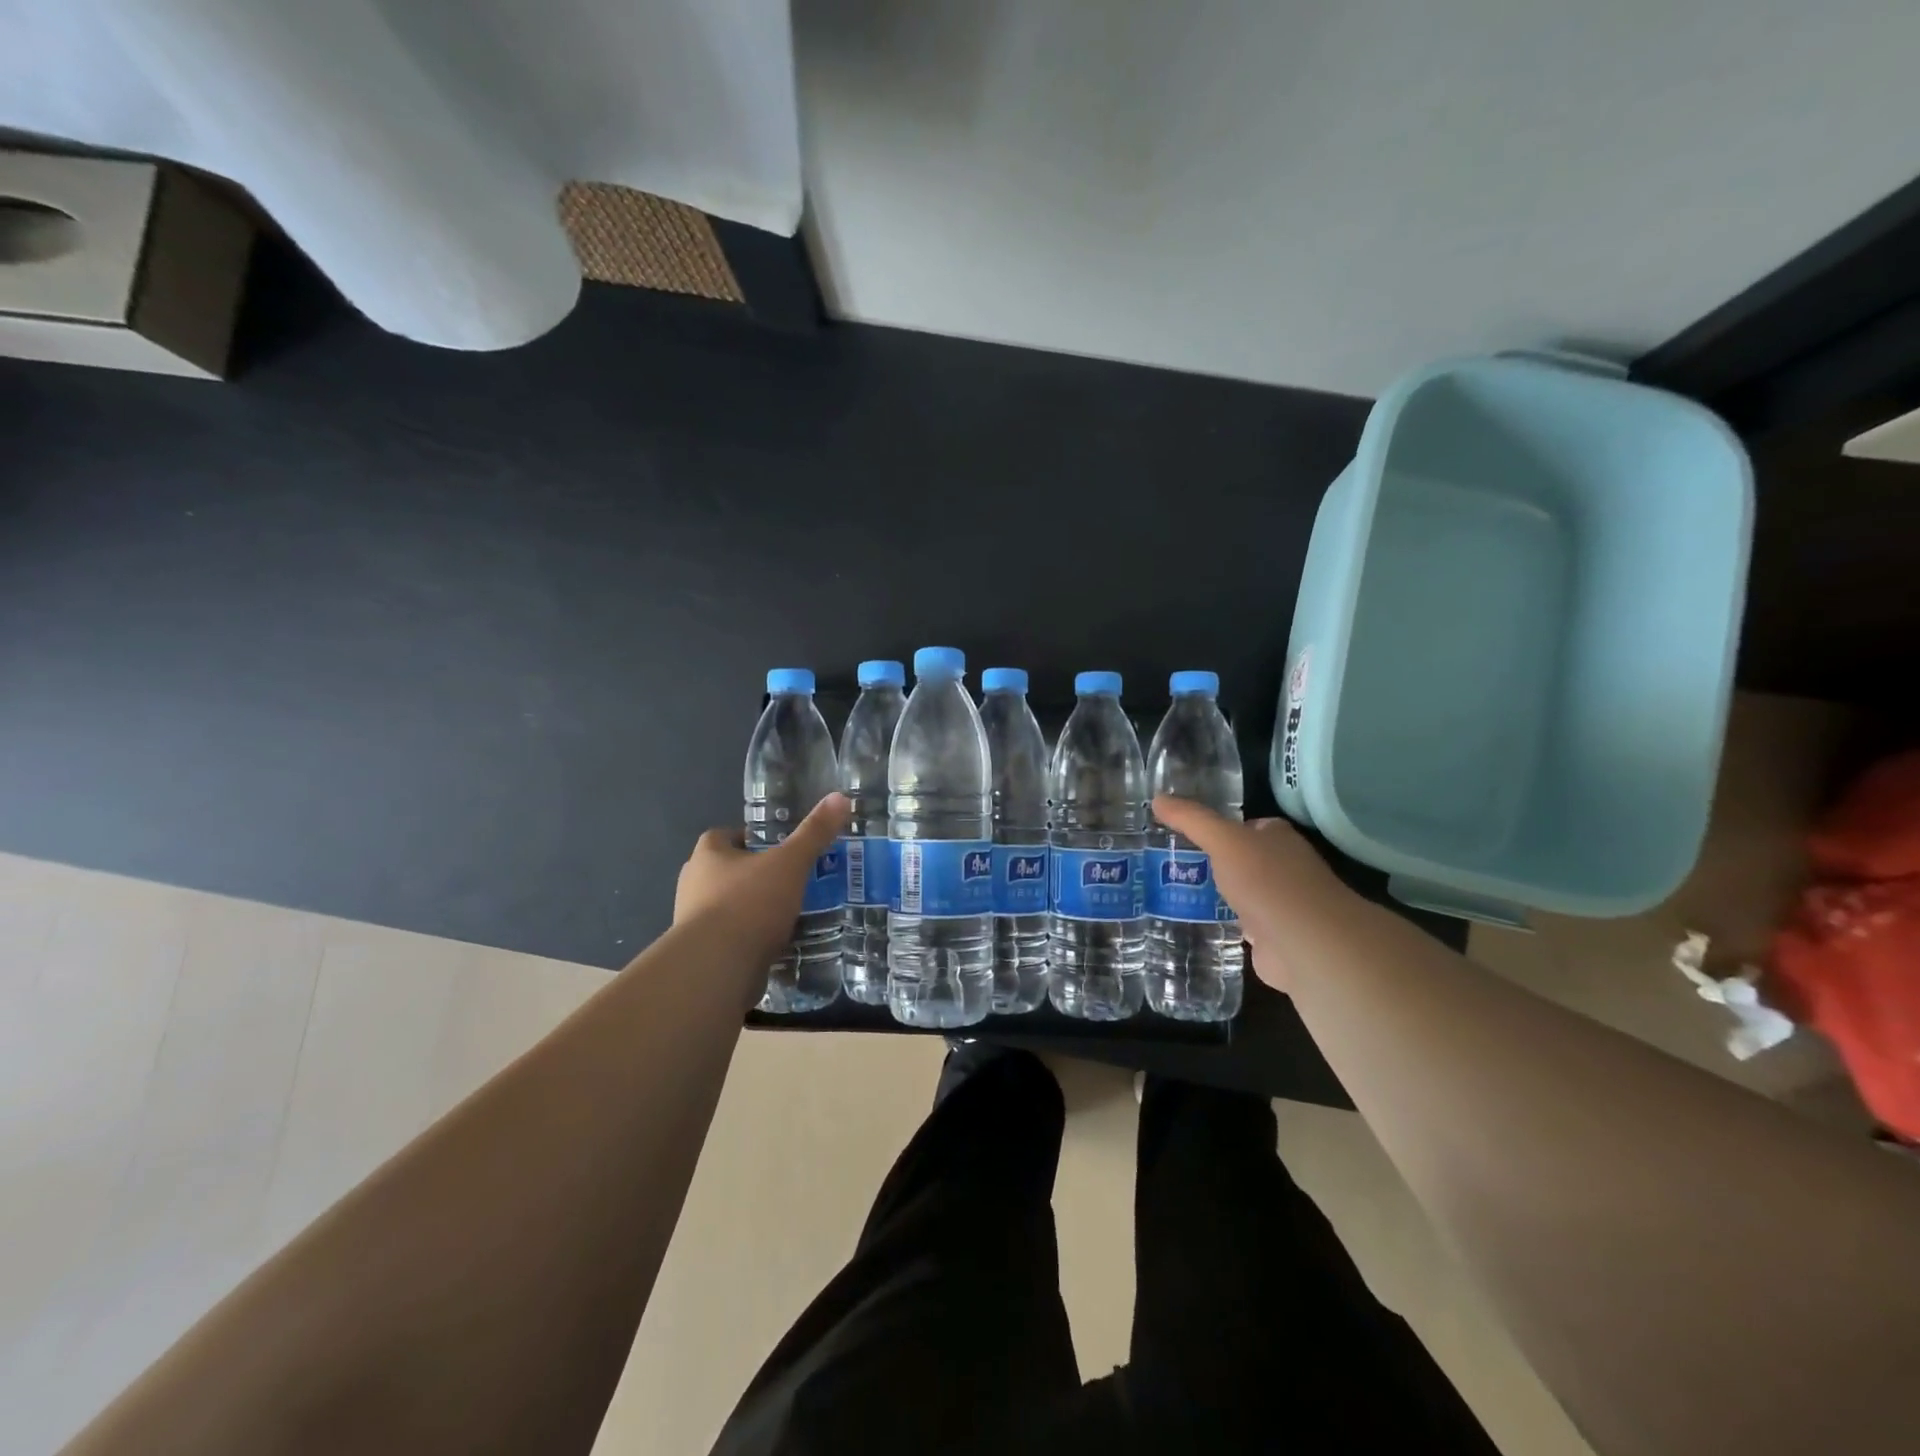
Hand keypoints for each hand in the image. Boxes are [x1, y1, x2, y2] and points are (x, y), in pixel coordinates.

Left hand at [674, 793, 851, 963]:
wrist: (715, 968)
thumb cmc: (749, 903)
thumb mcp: (790, 864)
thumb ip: (814, 833)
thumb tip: (840, 797)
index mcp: (707, 855)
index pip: (722, 836)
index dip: (747, 838)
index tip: (775, 847)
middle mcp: (693, 884)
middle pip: (724, 872)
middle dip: (752, 875)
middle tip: (787, 879)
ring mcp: (693, 922)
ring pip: (726, 907)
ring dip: (750, 909)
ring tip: (787, 913)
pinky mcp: (702, 955)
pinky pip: (729, 939)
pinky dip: (749, 940)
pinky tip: (775, 944)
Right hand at [1151, 795, 1344, 991]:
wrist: (1306, 944)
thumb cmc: (1268, 881)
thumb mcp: (1224, 840)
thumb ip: (1192, 820)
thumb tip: (1158, 798)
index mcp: (1278, 838)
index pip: (1245, 826)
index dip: (1216, 827)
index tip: (1180, 832)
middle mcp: (1282, 868)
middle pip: (1239, 859)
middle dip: (1209, 862)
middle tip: (1165, 862)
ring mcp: (1278, 904)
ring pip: (1237, 892)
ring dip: (1213, 894)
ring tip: (1167, 890)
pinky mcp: (1270, 937)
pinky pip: (1237, 923)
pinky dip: (1219, 923)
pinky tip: (1191, 922)